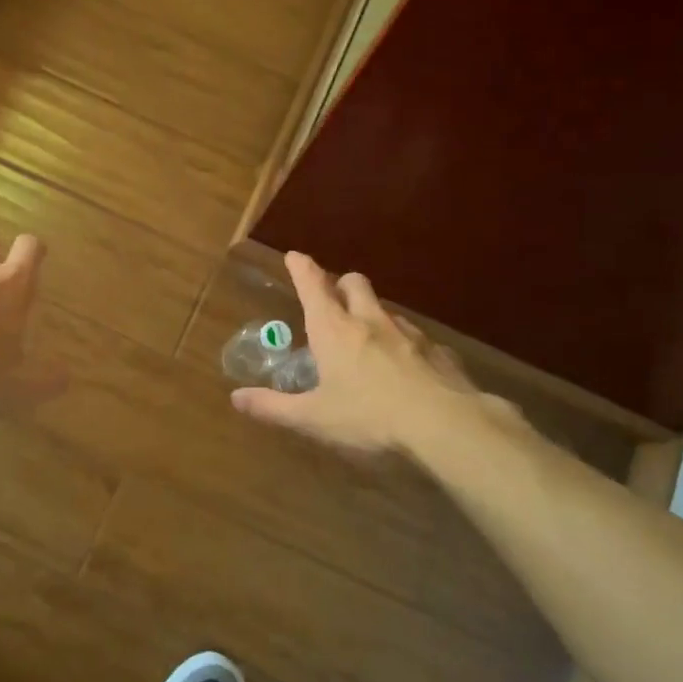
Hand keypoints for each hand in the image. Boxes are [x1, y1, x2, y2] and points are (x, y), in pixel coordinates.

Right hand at [230, 252, 525, 459]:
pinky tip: (405, 369)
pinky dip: (403, 344)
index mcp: (334, 330)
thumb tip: (236, 399)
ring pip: (386, 310)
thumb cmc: (369, 417)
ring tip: (367, 340)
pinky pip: (416, 338)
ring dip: (372, 315)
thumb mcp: (314, 418)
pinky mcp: (438, 351)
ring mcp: (408, 334)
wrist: (445, 425)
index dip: (302, 268)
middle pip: (355, 283)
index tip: (295, 256)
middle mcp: (370, 321)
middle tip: (332, 300)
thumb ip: (274, 407)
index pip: (313, 286)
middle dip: (341, 284)